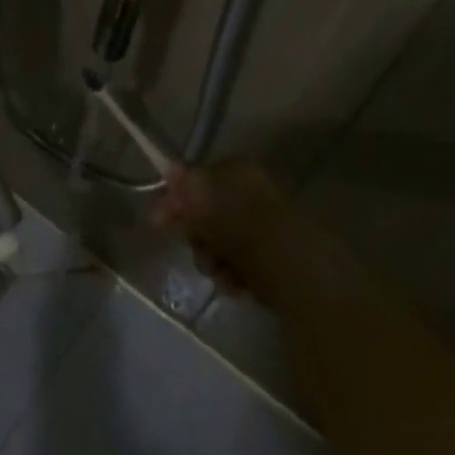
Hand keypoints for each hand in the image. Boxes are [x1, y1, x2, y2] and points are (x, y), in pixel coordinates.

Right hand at [151, 158, 301, 304]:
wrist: (295, 270)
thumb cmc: (243, 228)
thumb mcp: (204, 202)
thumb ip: (185, 187)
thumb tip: (170, 170)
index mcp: (237, 172)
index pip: (195, 180)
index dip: (176, 200)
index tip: (159, 222)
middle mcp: (251, 193)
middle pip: (206, 214)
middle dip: (196, 237)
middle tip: (196, 248)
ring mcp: (263, 227)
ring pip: (220, 242)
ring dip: (212, 259)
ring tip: (219, 272)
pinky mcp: (273, 258)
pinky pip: (240, 262)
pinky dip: (233, 274)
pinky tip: (236, 285)